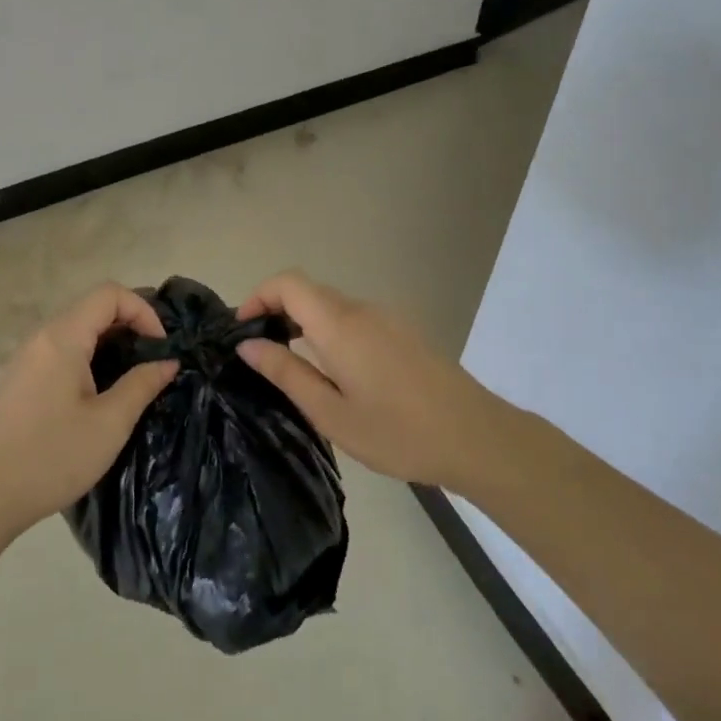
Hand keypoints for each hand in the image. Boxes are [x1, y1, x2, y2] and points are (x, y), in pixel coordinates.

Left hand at [0, 283, 178, 535]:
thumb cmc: (53, 457)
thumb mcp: (110, 423)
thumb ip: (142, 384)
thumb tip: (167, 362)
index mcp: (63, 338)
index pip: (109, 294)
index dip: (142, 310)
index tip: (159, 347)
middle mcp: (41, 337)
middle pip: (92, 308)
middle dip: (129, 325)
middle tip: (151, 361)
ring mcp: (25, 357)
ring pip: (76, 330)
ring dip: (108, 343)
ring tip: (129, 377)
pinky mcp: (19, 378)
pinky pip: (60, 350)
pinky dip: (87, 357)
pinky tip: (96, 394)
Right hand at [235, 270, 512, 489]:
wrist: (477, 437)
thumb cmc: (398, 432)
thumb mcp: (331, 413)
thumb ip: (286, 373)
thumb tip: (248, 345)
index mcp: (339, 325)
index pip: (288, 283)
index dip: (258, 295)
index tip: (243, 329)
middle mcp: (362, 310)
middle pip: (309, 292)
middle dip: (277, 311)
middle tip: (261, 354)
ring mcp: (387, 318)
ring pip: (332, 306)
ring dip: (304, 323)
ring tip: (294, 368)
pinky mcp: (404, 331)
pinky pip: (355, 319)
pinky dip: (331, 332)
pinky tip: (336, 373)